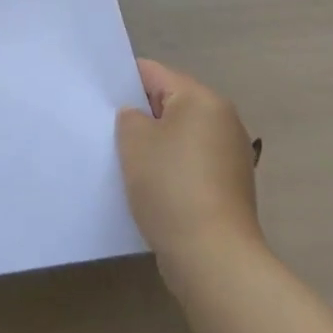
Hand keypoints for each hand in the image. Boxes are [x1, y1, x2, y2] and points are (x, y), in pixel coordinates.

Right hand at [116, 59, 260, 282]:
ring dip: (158, 146)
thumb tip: (139, 119)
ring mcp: (231, 155)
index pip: (153, 72)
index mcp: (202, 98)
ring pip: (182, 136)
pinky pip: (193, 164)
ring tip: (129, 164)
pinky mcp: (231, 188)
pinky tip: (153, 189)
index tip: (101, 100)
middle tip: (111, 132)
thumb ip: (129, 116)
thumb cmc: (171, 187)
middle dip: (143, 117)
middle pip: (171, 104)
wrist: (214, 259)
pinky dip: (174, 170)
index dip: (124, 82)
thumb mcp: (134, 140)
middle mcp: (223, 119)